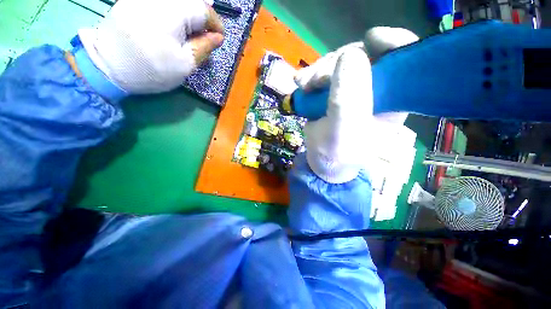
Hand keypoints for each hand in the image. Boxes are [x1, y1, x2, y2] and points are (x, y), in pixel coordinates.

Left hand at [78, 0, 223, 93]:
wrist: (107, 66)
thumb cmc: (150, 69)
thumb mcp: (185, 64)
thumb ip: (204, 47)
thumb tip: (218, 37)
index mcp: (172, 12)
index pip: (204, 10)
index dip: (216, 25)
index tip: (219, 39)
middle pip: (191, 2)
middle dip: (202, 19)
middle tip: (205, 37)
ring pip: (177, 2)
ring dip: (189, 15)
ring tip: (190, 33)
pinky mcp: (134, 0)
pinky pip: (162, 2)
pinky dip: (174, 11)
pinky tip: (173, 25)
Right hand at [294, 27, 417, 182]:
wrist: (322, 160)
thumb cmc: (337, 153)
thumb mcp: (342, 132)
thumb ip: (346, 101)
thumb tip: (349, 55)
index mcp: (391, 99)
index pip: (403, 60)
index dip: (391, 43)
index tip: (370, 40)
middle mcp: (376, 89)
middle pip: (364, 55)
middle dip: (337, 63)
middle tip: (315, 80)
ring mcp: (353, 88)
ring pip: (340, 62)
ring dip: (319, 70)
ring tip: (304, 86)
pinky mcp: (334, 90)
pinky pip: (324, 72)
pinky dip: (311, 75)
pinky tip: (301, 83)